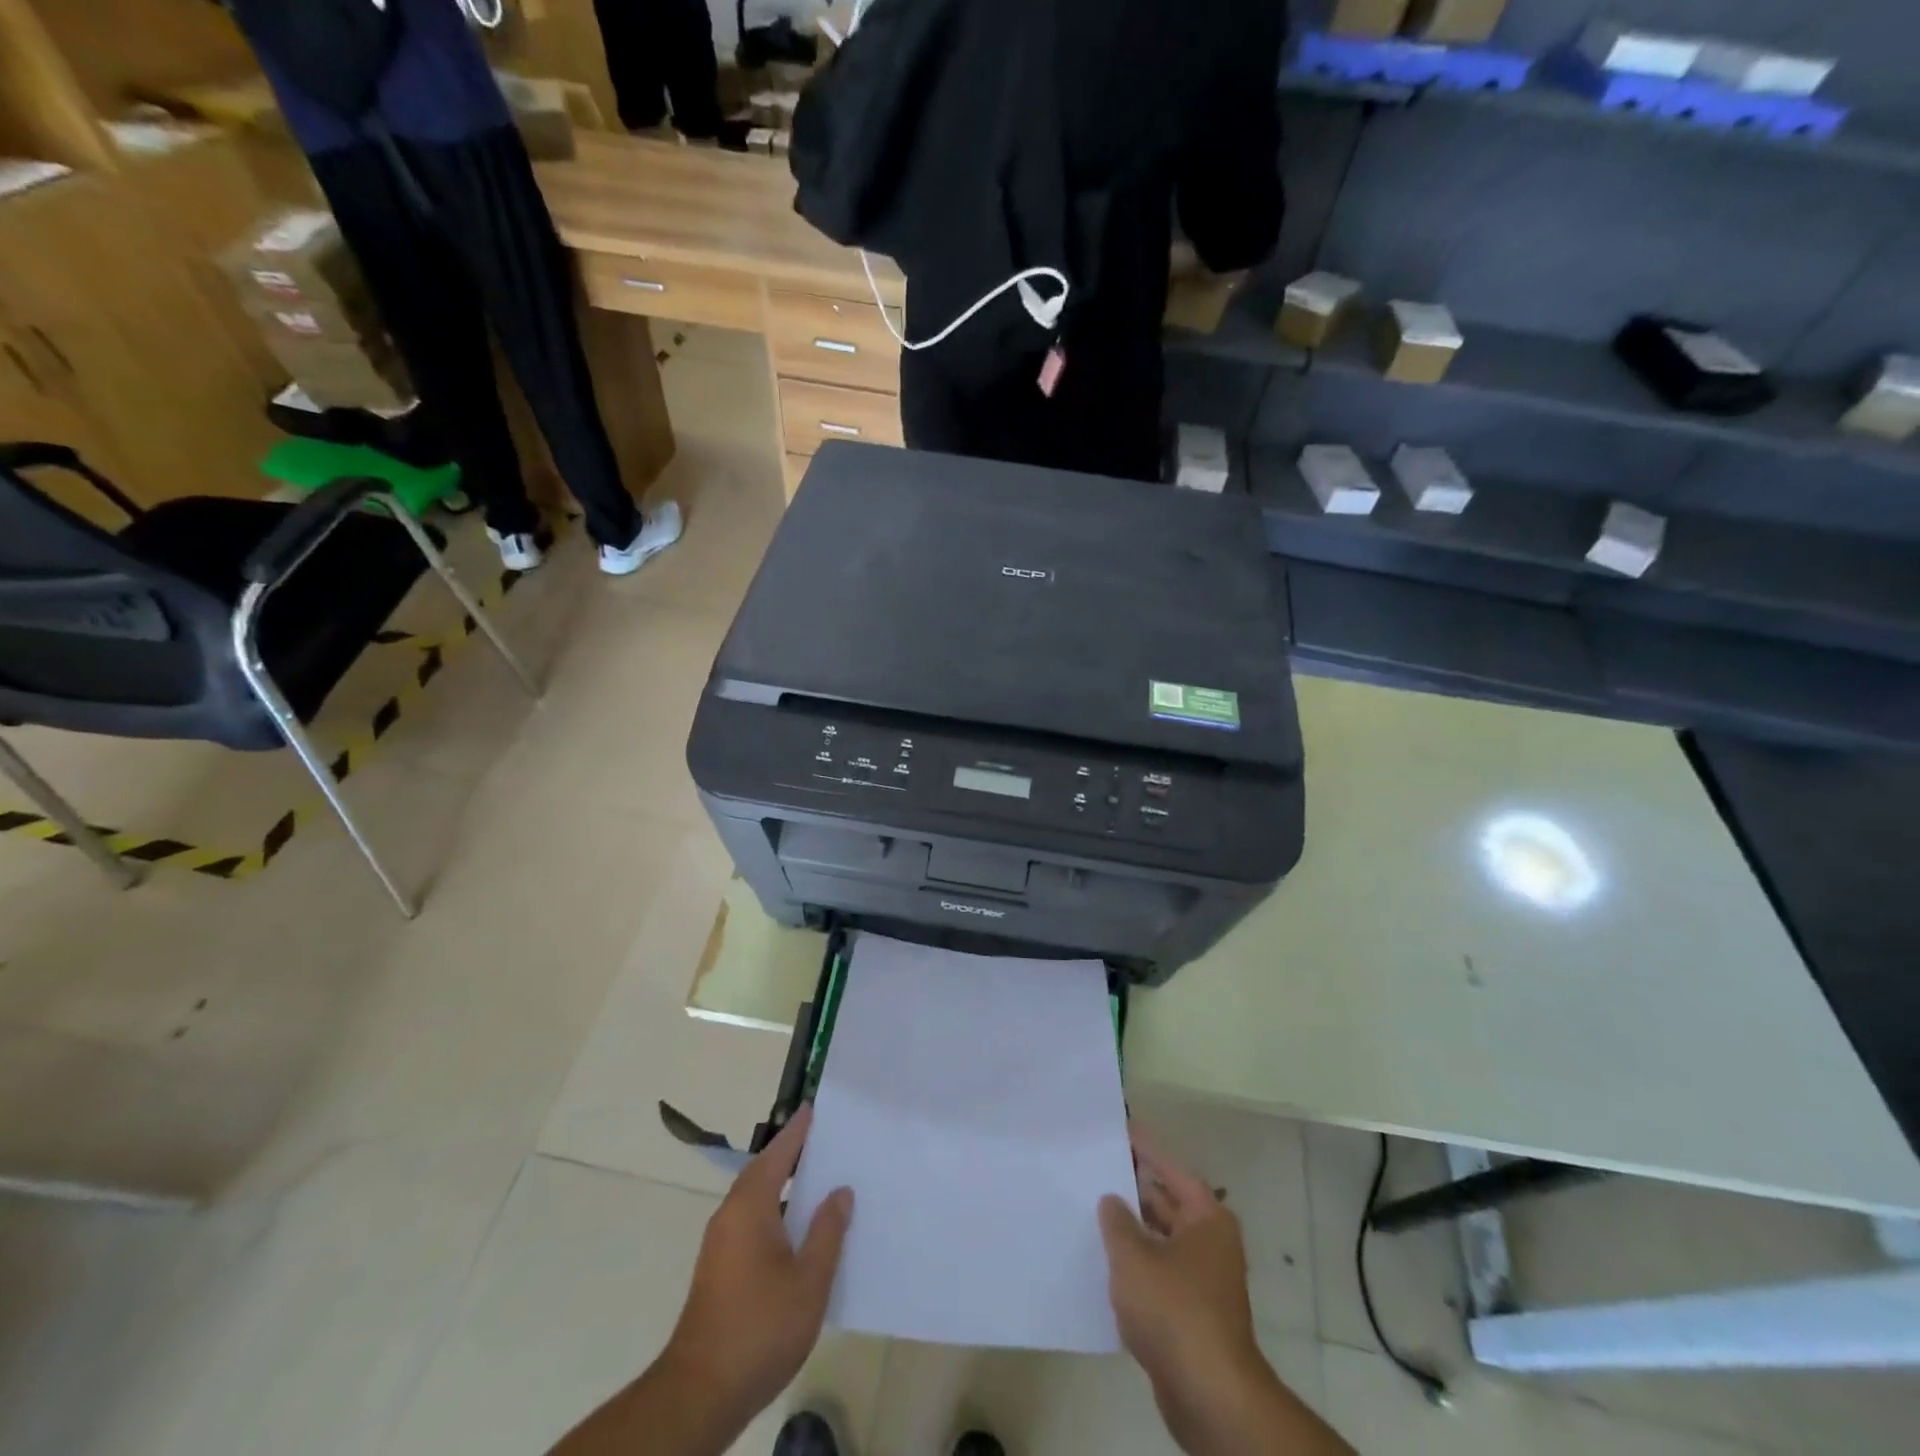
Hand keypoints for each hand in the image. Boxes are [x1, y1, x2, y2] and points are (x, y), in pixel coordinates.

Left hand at [664, 1107, 853, 1421]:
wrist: (700, 1393)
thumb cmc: (759, 1328)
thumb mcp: (808, 1280)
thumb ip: (827, 1231)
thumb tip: (840, 1191)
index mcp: (750, 1206)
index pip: (778, 1153)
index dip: (797, 1131)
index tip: (814, 1108)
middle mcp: (730, 1215)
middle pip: (765, 1171)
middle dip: (792, 1155)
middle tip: (826, 1140)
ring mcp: (721, 1244)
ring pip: (758, 1199)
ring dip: (785, 1186)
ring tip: (821, 1180)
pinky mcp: (720, 1270)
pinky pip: (753, 1222)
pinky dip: (777, 1212)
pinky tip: (801, 1230)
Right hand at [1100, 1125, 1277, 1453]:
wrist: (1209, 1395)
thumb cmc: (1174, 1310)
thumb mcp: (1134, 1257)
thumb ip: (1117, 1221)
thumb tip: (1112, 1200)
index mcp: (1206, 1218)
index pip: (1170, 1169)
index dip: (1144, 1148)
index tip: (1120, 1128)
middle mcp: (1210, 1242)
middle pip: (1167, 1203)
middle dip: (1133, 1189)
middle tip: (1095, 1168)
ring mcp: (1202, 1280)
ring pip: (1160, 1240)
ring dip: (1131, 1229)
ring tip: (1091, 1210)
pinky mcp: (1191, 1313)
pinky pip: (1158, 1273)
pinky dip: (1136, 1264)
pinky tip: (1103, 1262)